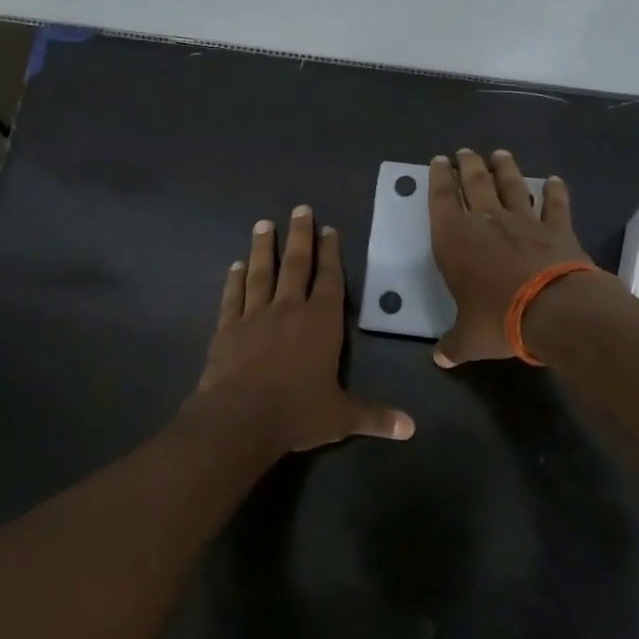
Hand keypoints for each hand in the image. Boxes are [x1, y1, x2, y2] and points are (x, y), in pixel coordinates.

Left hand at [188, 206, 415, 456]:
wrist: (239, 419)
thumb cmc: (296, 413)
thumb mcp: (341, 417)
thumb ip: (375, 417)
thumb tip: (411, 428)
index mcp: (321, 323)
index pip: (329, 280)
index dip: (331, 254)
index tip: (329, 229)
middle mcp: (289, 310)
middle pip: (296, 265)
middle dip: (300, 237)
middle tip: (300, 209)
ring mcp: (254, 316)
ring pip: (261, 274)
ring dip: (264, 248)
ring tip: (264, 224)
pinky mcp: (227, 329)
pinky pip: (233, 297)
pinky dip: (234, 280)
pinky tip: (236, 266)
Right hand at [428, 149, 594, 366]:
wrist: (553, 309)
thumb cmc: (498, 319)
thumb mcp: (469, 339)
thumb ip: (453, 344)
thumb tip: (441, 358)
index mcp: (454, 240)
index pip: (442, 200)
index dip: (438, 179)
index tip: (438, 162)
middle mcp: (487, 222)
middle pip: (475, 182)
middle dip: (467, 165)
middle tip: (464, 152)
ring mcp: (524, 221)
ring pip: (512, 185)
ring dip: (505, 168)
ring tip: (499, 154)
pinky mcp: (557, 228)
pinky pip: (555, 204)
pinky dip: (555, 191)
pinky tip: (554, 180)